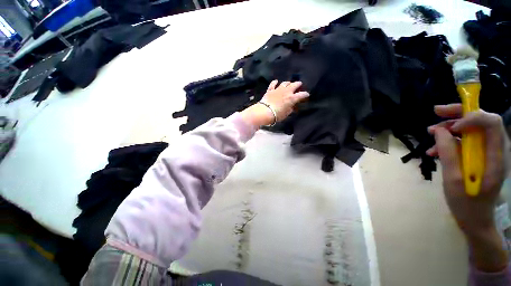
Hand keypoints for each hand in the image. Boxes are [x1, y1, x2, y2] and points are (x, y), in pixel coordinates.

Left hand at [240, 80, 309, 126]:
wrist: (265, 112)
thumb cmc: (277, 115)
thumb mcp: (286, 114)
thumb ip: (290, 109)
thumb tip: (291, 106)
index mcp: (292, 98)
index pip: (301, 95)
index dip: (305, 94)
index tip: (307, 94)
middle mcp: (286, 92)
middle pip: (294, 85)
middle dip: (298, 84)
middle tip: (299, 84)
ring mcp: (278, 90)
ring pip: (285, 83)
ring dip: (288, 83)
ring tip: (289, 84)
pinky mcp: (270, 90)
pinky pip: (273, 84)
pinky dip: (275, 82)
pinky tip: (276, 81)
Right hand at [427, 103, 509, 271]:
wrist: (475, 220)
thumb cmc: (467, 205)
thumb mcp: (454, 182)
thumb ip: (449, 155)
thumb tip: (439, 131)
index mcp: (495, 158)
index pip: (492, 123)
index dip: (471, 118)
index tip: (450, 127)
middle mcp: (495, 151)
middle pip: (482, 121)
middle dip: (459, 114)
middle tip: (436, 112)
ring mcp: (487, 154)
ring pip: (472, 129)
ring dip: (451, 129)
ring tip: (430, 135)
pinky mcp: (479, 157)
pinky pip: (465, 141)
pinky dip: (449, 141)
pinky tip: (434, 150)